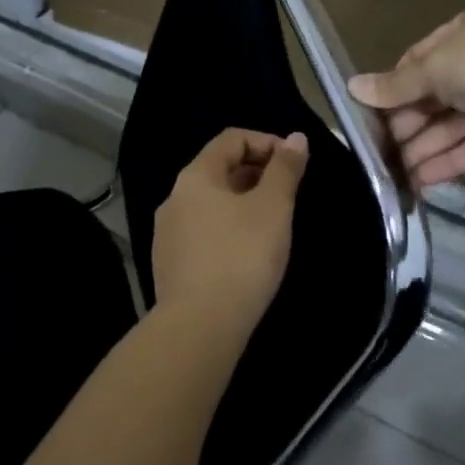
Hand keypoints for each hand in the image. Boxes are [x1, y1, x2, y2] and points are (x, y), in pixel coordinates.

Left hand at [152, 128, 308, 333]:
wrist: (200, 326)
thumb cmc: (242, 256)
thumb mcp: (273, 208)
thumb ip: (285, 169)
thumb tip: (296, 138)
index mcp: (195, 176)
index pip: (231, 139)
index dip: (267, 142)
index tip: (295, 164)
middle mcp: (174, 197)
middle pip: (218, 169)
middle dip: (256, 172)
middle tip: (288, 194)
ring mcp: (167, 232)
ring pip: (211, 202)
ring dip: (243, 202)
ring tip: (272, 224)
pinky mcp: (169, 264)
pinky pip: (203, 231)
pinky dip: (228, 228)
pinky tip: (247, 253)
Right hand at [350, 8, 464, 188]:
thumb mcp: (435, 68)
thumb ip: (396, 85)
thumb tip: (352, 87)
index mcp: (461, 36)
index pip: (416, 63)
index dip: (392, 90)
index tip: (368, 117)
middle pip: (432, 99)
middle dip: (406, 127)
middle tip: (379, 155)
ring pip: (451, 127)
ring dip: (423, 150)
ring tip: (396, 178)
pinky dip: (448, 163)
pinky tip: (422, 183)